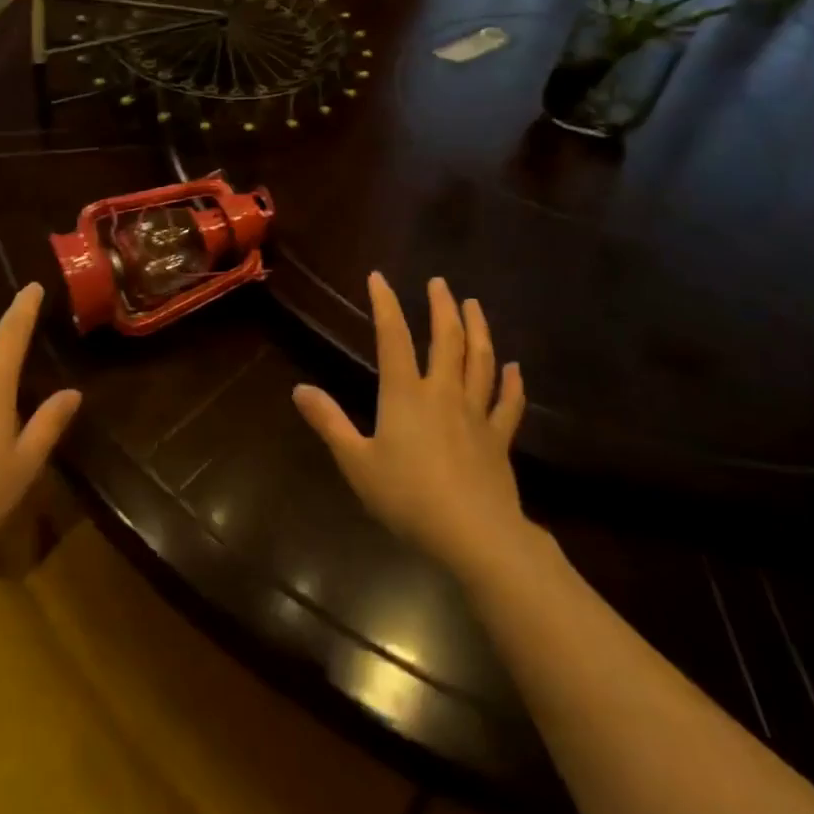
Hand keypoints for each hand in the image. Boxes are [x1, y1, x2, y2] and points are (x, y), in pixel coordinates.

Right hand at [293, 273, 530, 579]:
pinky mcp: (499, 439)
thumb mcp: (356, 462)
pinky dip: (511, 382)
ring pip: (481, 362)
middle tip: (440, 282)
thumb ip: (329, 422)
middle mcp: (442, 393)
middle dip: (442, 307)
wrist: (475, 535)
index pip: (393, 337)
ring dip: (479, 330)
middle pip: (447, 339)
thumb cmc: (408, 497)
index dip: (386, 304)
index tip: (379, 277)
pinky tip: (514, 368)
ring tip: (475, 306)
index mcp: (405, 394)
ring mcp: (476, 414)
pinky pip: (507, 403)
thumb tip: (299, 388)